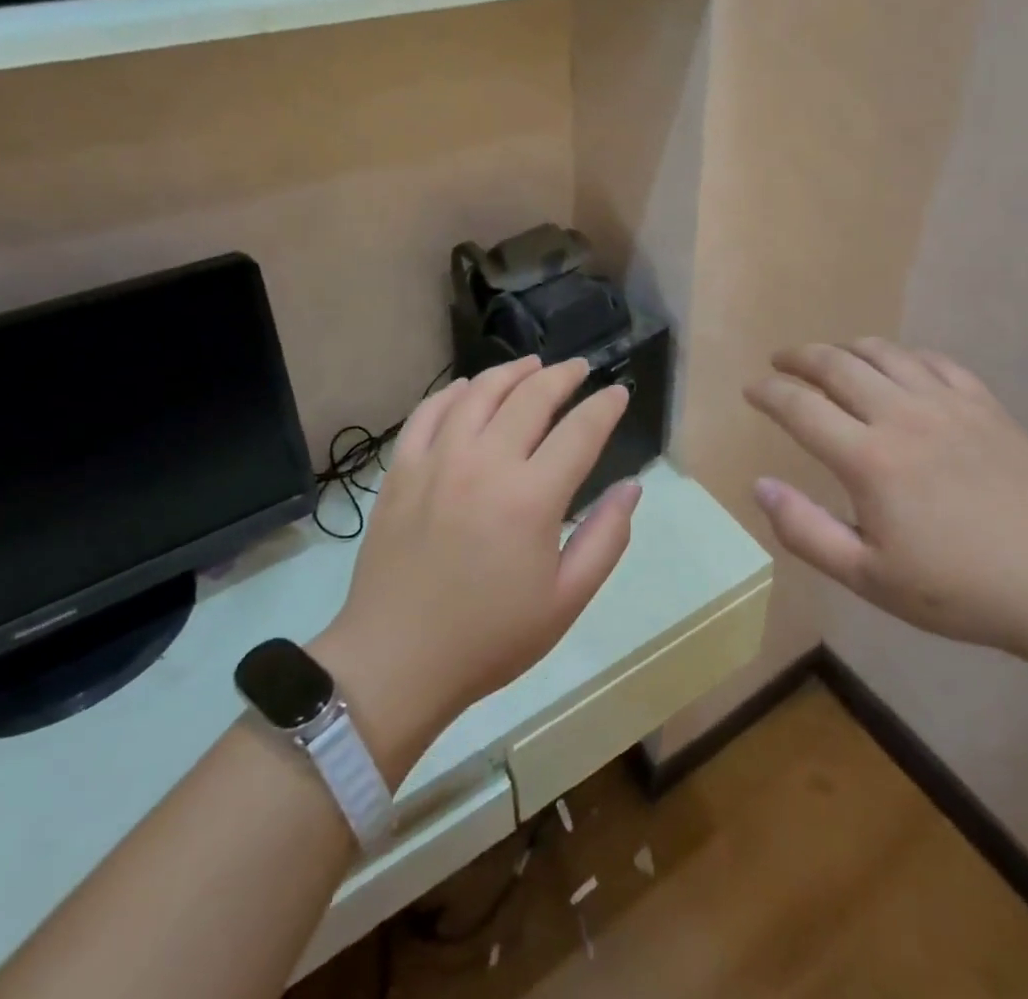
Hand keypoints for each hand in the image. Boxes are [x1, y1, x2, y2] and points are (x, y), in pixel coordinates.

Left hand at [314, 357, 638, 781]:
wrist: (396, 661)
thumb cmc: (490, 638)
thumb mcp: (566, 601)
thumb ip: (606, 539)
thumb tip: (632, 488)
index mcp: (531, 498)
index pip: (580, 431)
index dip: (605, 406)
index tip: (618, 393)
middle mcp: (485, 464)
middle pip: (531, 397)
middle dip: (562, 376)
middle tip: (579, 368)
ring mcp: (437, 460)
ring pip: (479, 393)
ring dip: (511, 372)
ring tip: (531, 366)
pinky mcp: (401, 469)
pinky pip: (429, 412)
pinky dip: (453, 391)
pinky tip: (468, 388)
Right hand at [744, 339, 1027, 658]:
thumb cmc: (957, 589)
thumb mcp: (868, 578)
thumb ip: (805, 530)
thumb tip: (760, 485)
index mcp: (868, 459)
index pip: (800, 406)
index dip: (768, 393)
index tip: (751, 390)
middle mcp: (902, 415)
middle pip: (835, 364)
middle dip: (798, 358)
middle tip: (779, 363)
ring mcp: (947, 403)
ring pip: (882, 352)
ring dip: (845, 349)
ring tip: (828, 359)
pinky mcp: (983, 403)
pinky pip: (931, 360)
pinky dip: (900, 355)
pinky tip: (895, 368)